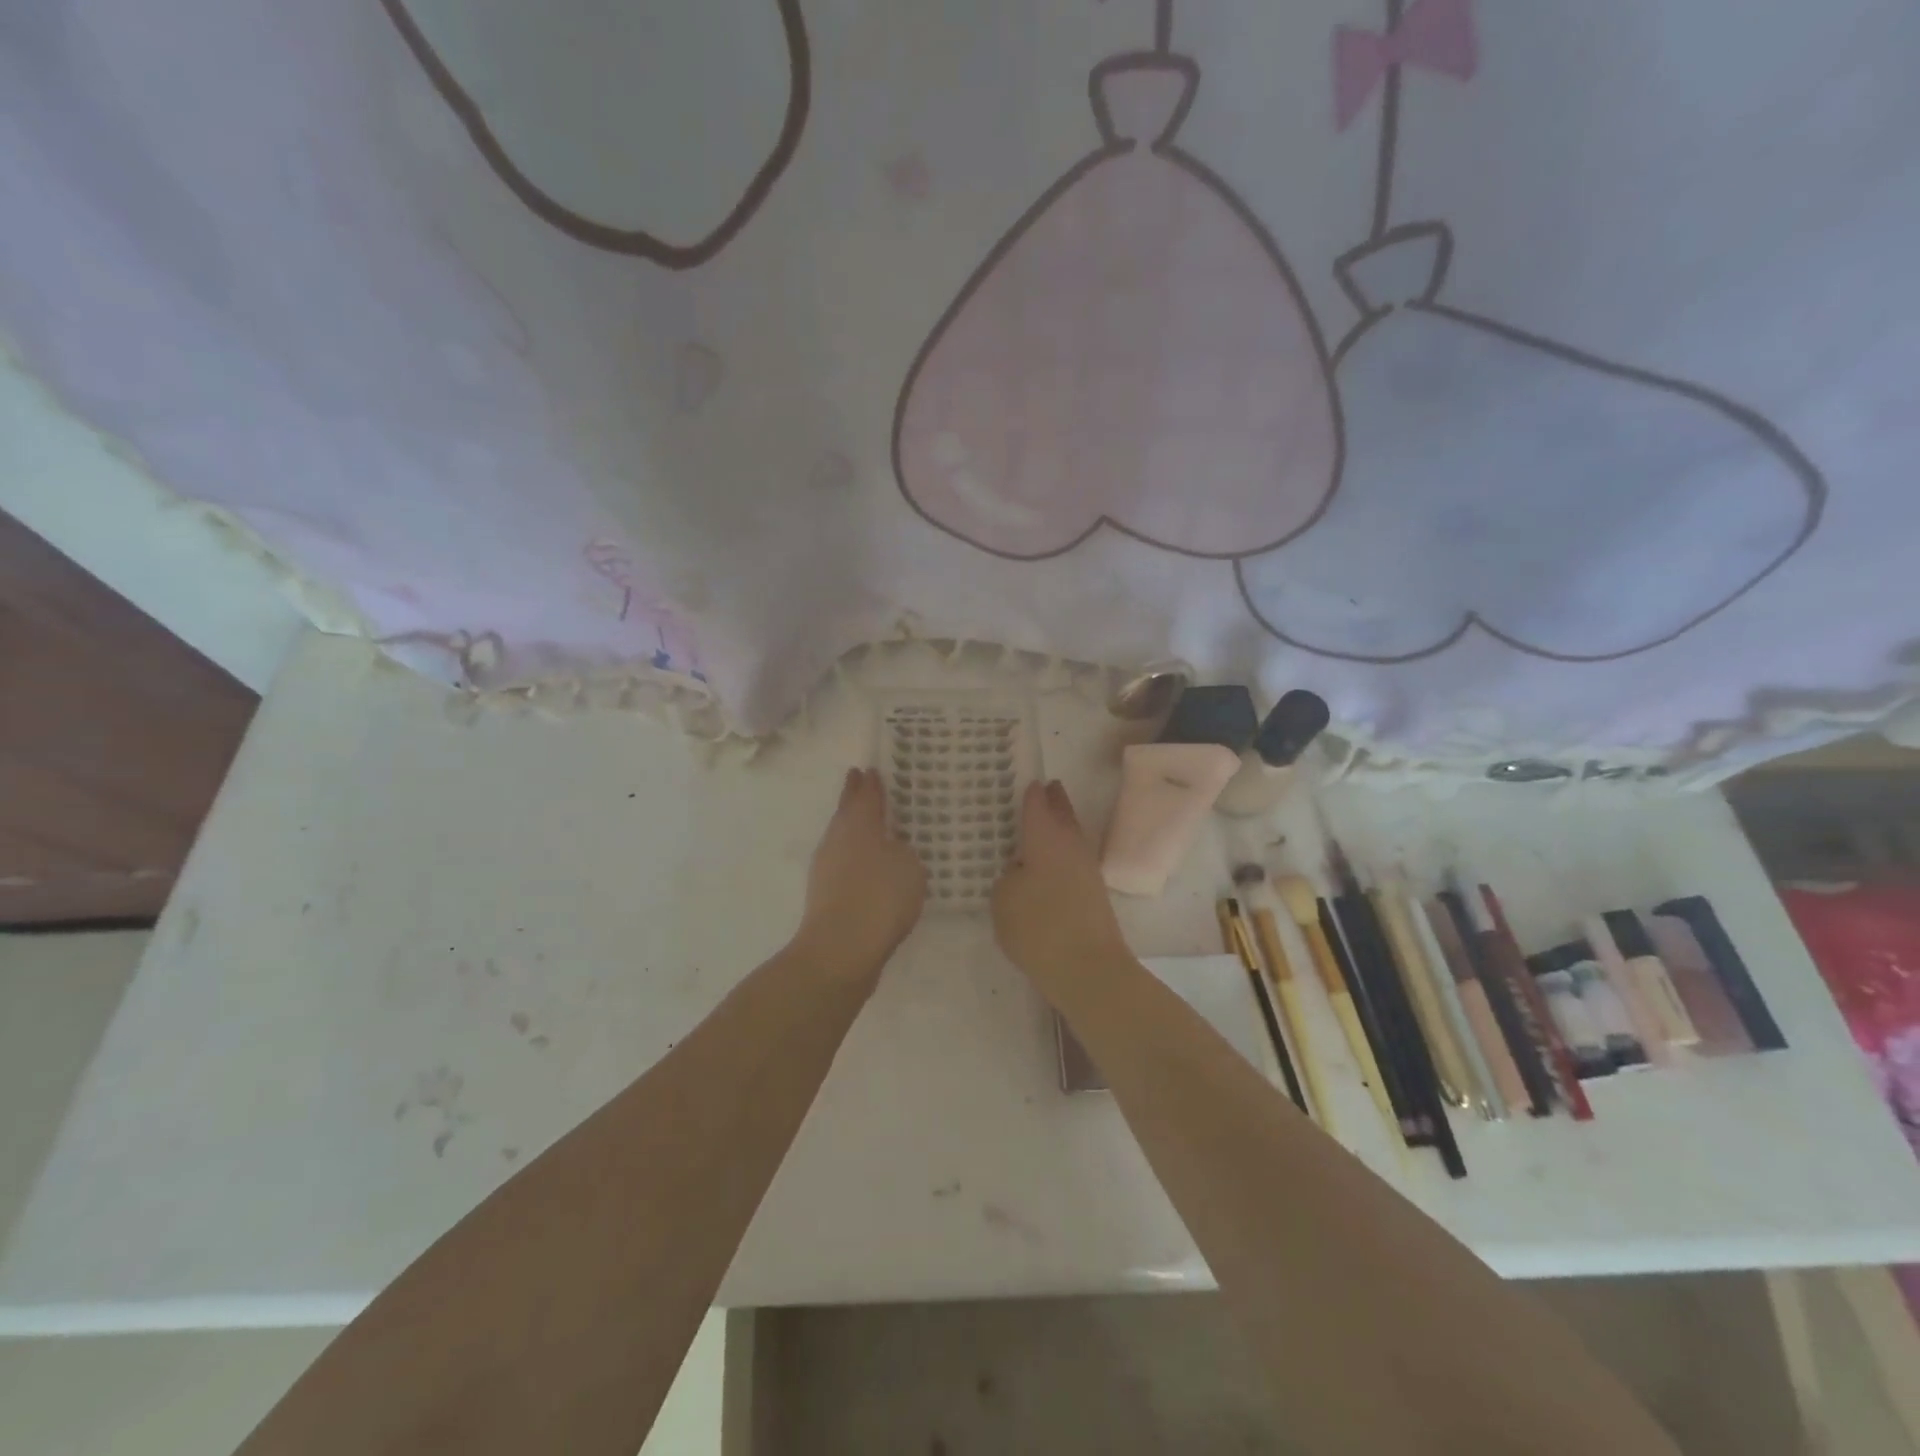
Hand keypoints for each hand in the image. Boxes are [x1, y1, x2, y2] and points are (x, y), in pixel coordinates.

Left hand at [793, 768, 927, 983]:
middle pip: (846, 813)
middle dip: (854, 798)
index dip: (870, 783)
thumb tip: (892, 850)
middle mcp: (837, 841)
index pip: (865, 795)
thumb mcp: (909, 866)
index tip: (869, 769)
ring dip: (854, 829)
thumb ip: (904, 851)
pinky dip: (855, 859)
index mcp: (858, 825)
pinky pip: (843, 865)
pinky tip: (868, 868)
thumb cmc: (879, 897)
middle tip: (859, 782)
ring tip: (870, 826)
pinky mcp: (825, 896)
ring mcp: (826, 869)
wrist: (840, 950)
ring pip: (842, 838)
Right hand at [993, 781, 1131, 988]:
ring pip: (1073, 836)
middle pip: (1063, 814)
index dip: (1031, 792)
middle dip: (1055, 800)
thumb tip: (1022, 871)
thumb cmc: (1038, 928)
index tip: (1027, 780)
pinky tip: (1052, 863)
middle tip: (1047, 787)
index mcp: (1045, 838)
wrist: (1088, 969)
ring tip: (1049, 821)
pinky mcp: (1095, 893)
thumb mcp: (1003, 899)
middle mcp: (1070, 845)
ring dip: (1063, 826)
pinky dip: (1064, 853)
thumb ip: (1009, 877)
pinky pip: (1075, 860)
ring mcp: (1087, 869)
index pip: (1037, 804)